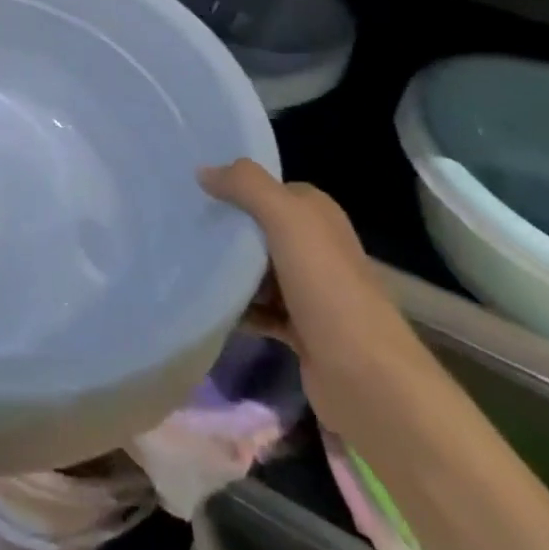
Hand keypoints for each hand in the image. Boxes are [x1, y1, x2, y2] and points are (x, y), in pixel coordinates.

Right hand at [200, 159, 431, 445]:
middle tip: (181, 227)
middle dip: (225, 229)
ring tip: (185, 264)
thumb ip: (247, 186)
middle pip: (258, 228)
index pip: (268, 189)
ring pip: (256, 269)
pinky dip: (236, 308)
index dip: (234, 187)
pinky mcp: (299, 328)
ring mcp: (309, 290)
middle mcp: (316, 247)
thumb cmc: (327, 288)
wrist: (367, 379)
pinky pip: (257, 309)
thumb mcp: (287, 220)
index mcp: (317, 215)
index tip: (193, 191)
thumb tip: (203, 170)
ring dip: (227, 271)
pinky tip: (208, 306)